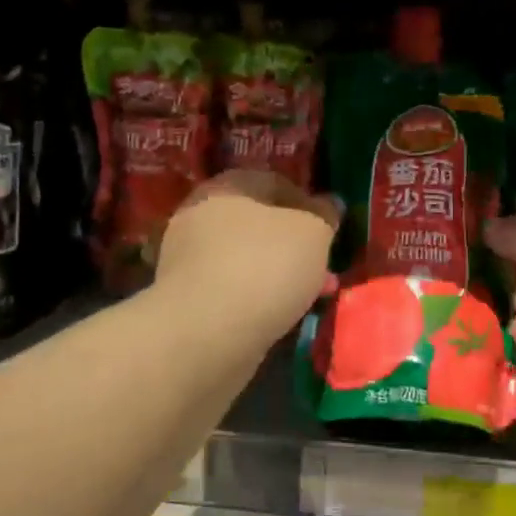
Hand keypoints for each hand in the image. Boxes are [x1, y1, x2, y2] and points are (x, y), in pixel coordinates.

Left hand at [155, 172, 341, 338]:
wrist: (207, 332)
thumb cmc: (265, 266)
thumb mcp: (313, 233)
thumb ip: (324, 215)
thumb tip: (329, 204)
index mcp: (226, 186)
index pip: (275, 183)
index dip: (309, 203)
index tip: (330, 230)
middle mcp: (199, 214)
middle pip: (258, 223)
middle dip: (294, 245)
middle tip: (322, 267)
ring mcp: (187, 258)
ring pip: (246, 258)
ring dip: (279, 273)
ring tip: (310, 296)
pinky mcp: (185, 298)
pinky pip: (232, 288)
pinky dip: (257, 296)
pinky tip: (280, 314)